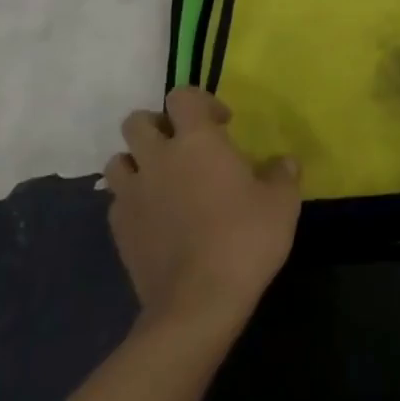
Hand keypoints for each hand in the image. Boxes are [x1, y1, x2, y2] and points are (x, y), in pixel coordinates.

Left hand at [106, 87, 300, 330]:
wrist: (197, 304)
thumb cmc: (244, 240)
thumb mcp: (282, 202)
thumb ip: (282, 173)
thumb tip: (282, 162)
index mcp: (197, 140)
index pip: (182, 96)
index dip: (201, 102)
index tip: (223, 125)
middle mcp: (158, 157)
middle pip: (137, 122)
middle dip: (159, 127)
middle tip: (184, 148)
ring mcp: (132, 194)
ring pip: (118, 160)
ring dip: (137, 162)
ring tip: (162, 180)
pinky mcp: (119, 230)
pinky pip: (117, 200)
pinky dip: (132, 200)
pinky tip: (154, 217)